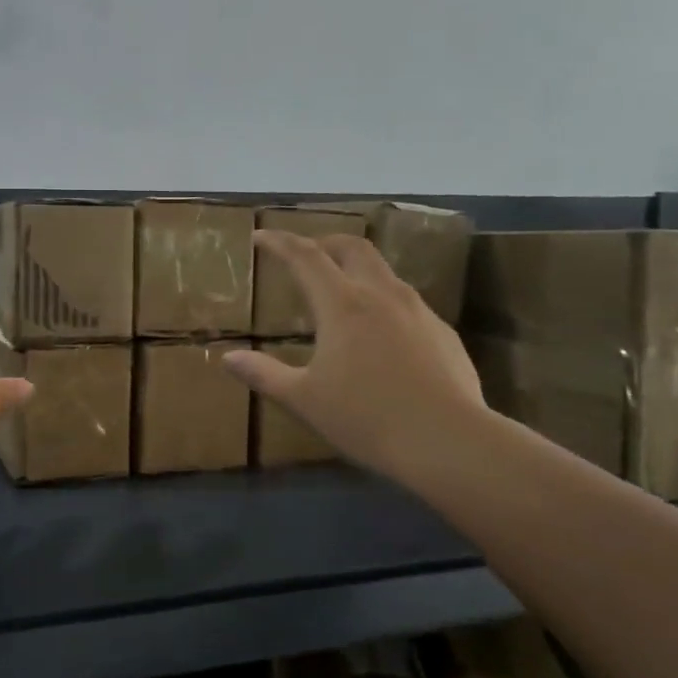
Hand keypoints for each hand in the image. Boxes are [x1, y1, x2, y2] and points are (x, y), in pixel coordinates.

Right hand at [223, 232, 485, 487]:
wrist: (449, 441)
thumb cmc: (367, 418)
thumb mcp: (305, 400)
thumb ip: (265, 375)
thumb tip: (228, 359)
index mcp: (342, 304)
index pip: (305, 257)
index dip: (280, 242)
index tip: (261, 236)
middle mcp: (381, 295)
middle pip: (352, 248)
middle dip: (325, 242)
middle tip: (306, 255)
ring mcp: (418, 311)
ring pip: (384, 272)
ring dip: (358, 270)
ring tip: (343, 293)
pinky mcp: (443, 332)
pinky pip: (407, 303)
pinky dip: (384, 302)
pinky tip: (383, 335)